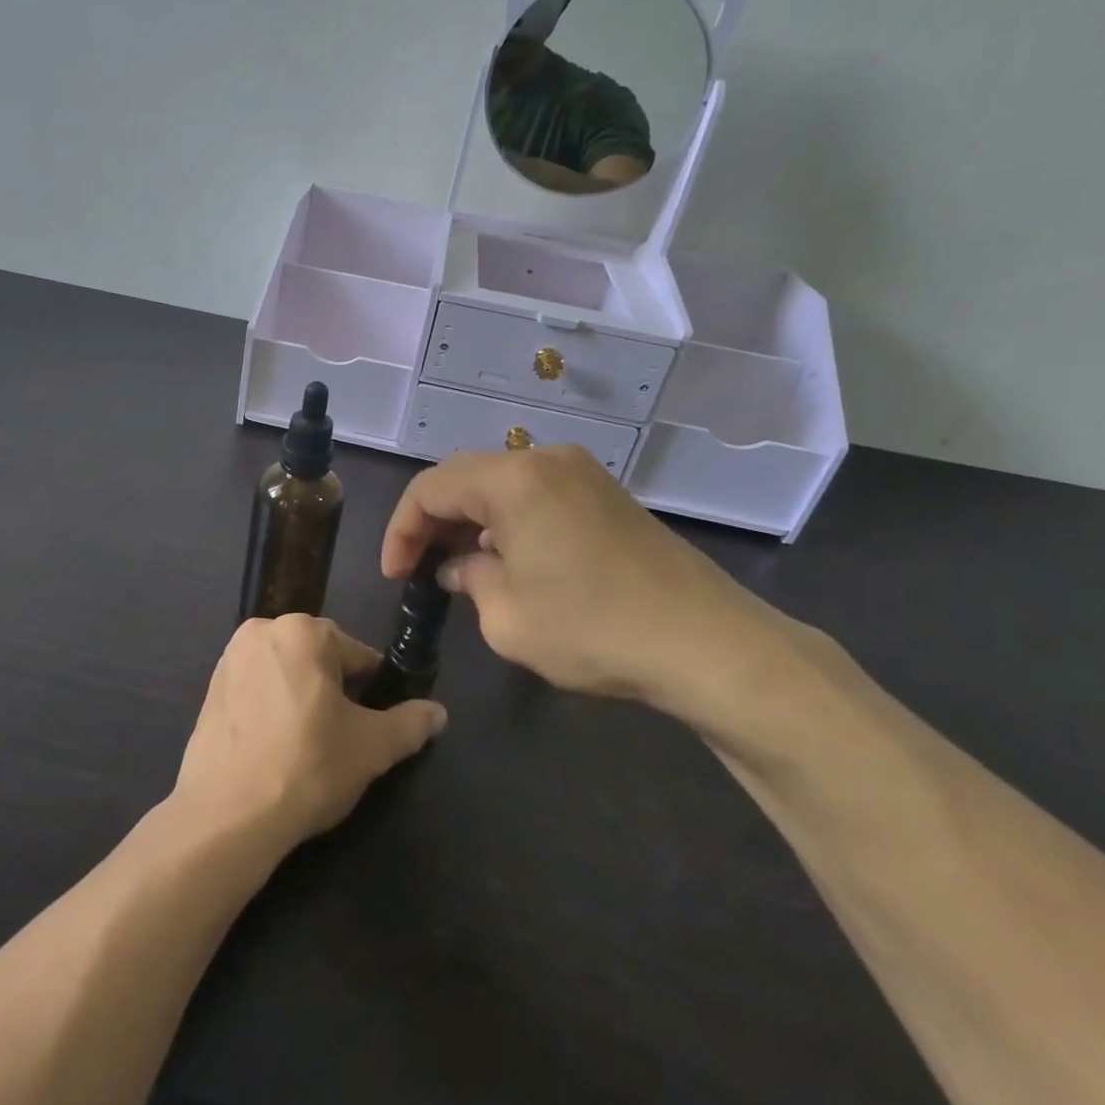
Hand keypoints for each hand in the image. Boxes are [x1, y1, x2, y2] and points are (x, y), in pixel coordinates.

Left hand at [173, 615, 447, 852]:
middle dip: (336, 692)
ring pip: (287, 673)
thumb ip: (410, 724)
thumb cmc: (306, 767)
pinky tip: (276, 747)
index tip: (373, 726)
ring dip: (303, 698)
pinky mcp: (210, 689)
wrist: (226, 815)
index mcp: (302, 630)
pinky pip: (257, 689)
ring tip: (309, 746)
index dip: (373, 691)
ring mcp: (230, 659)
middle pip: (319, 659)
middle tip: (342, 739)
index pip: (357, 655)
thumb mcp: (372, 748)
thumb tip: (438, 712)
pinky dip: (272, 708)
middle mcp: (262, 631)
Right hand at [381, 446, 803, 719]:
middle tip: (420, 569)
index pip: (430, 488)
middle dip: (433, 522)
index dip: (402, 530)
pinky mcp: (607, 496)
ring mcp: (583, 474)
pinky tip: (509, 562)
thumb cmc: (593, 629)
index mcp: (513, 478)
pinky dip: (508, 522)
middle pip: (464, 478)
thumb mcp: (506, 616)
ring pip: (501, 485)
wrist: (708, 645)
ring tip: (459, 568)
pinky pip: (537, 496)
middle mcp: (546, 460)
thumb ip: (468, 578)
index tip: (395, 576)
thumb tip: (461, 566)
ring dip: (471, 521)